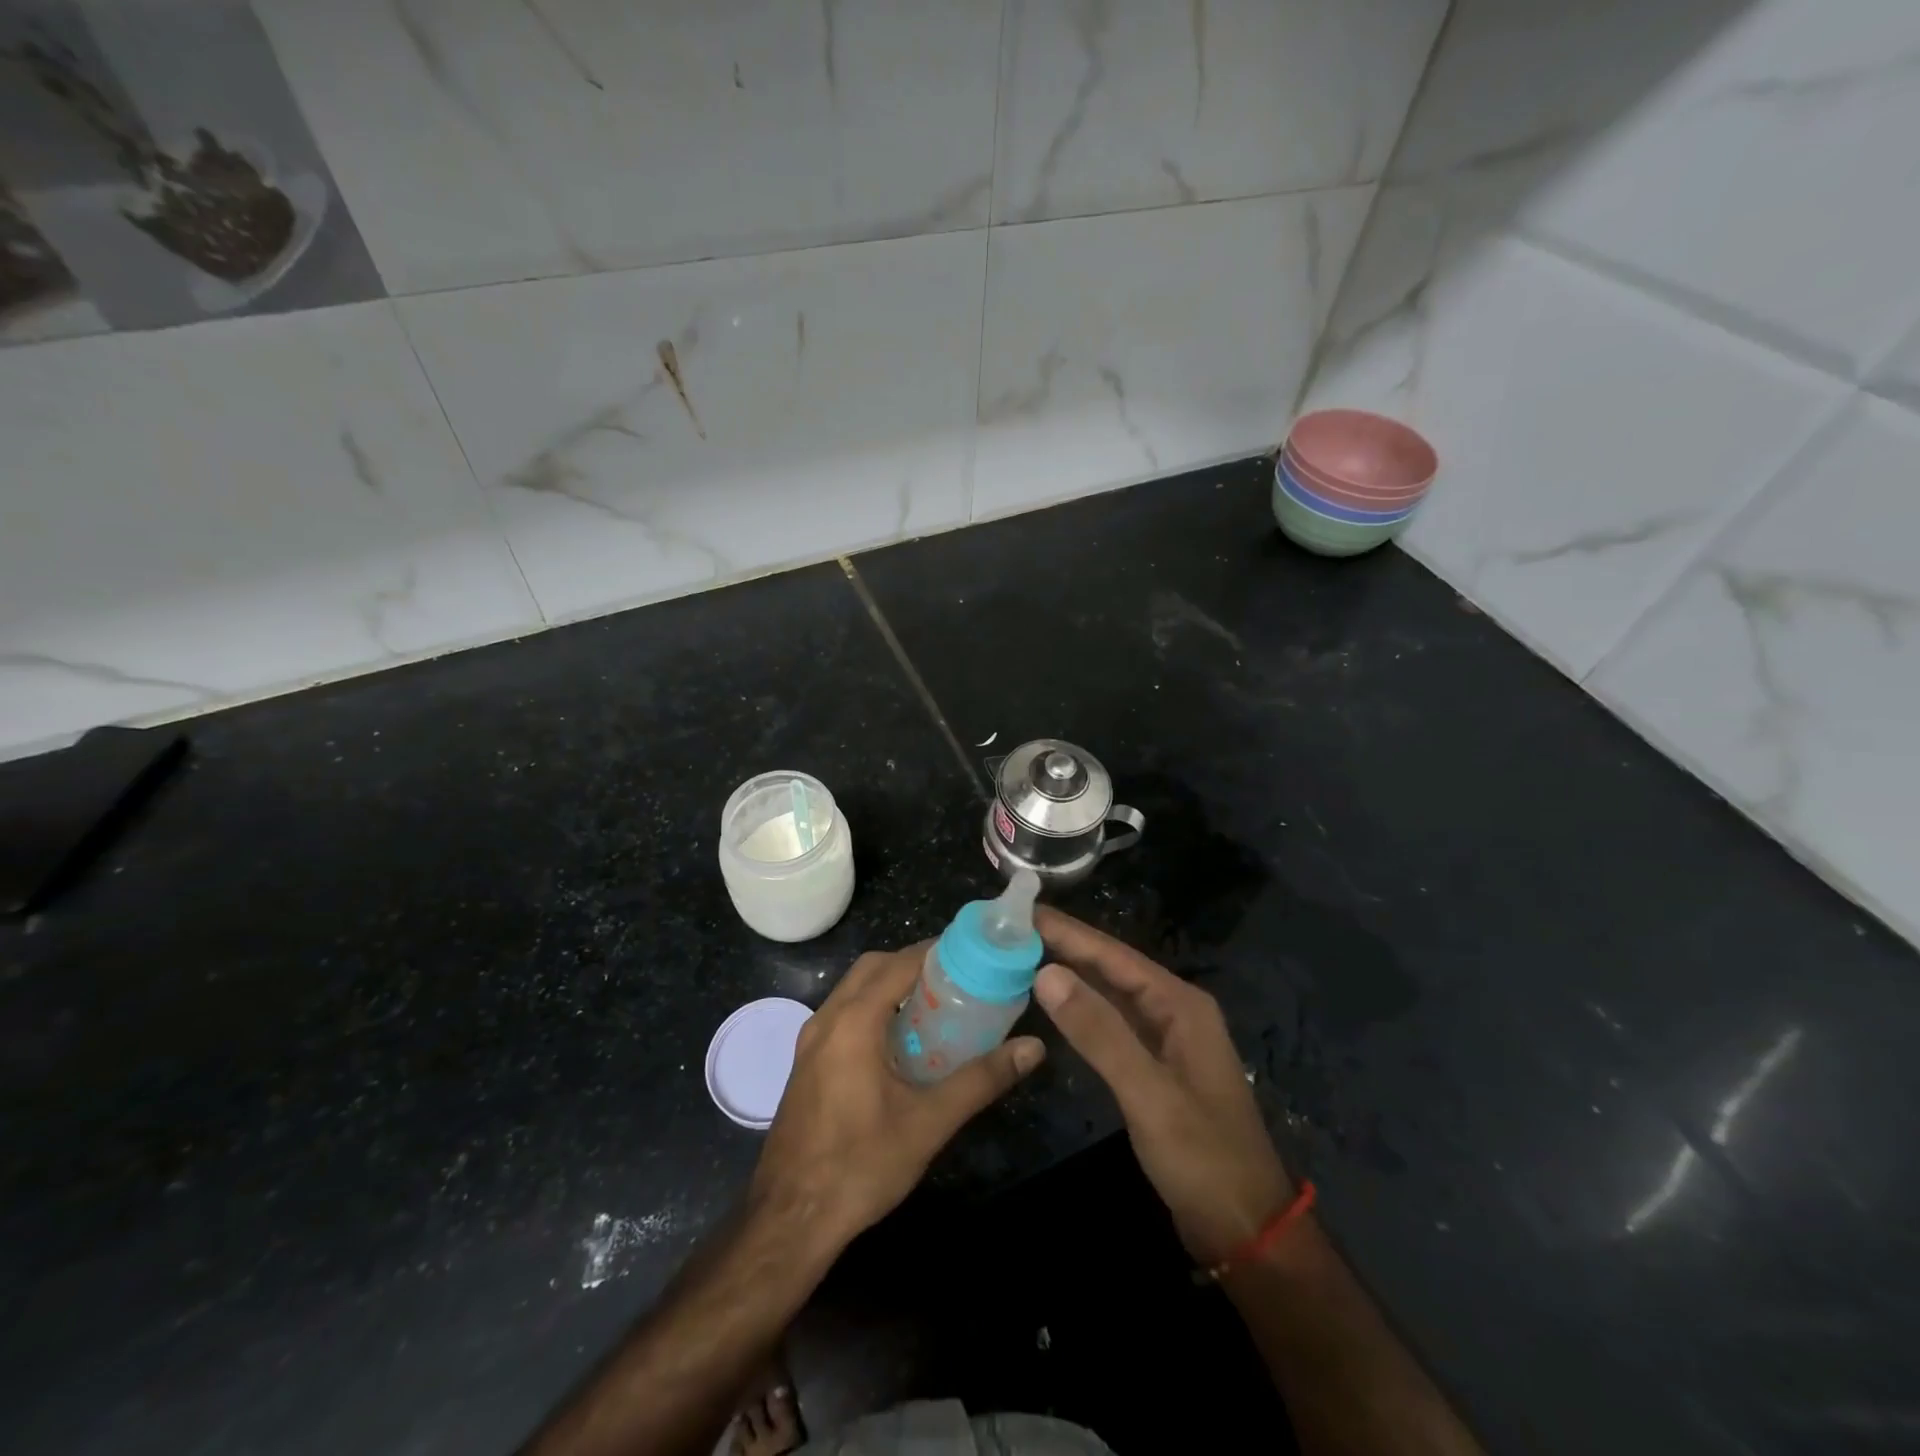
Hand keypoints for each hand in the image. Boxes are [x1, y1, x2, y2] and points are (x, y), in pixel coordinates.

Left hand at [749, 944, 1044, 1249]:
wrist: (789, 1219)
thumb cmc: (860, 1165)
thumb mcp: (929, 1123)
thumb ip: (981, 1079)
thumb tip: (1032, 1048)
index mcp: (853, 1022)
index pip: (898, 963)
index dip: (935, 951)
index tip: (973, 952)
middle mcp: (826, 1020)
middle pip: (873, 967)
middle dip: (913, 962)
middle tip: (957, 977)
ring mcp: (809, 1041)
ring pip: (854, 989)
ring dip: (891, 984)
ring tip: (935, 1003)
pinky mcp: (805, 1063)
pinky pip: (843, 1013)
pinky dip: (873, 1007)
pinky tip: (900, 1041)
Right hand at [1033, 907, 1293, 1265]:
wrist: (1246, 1230)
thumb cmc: (1202, 1157)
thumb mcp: (1148, 1093)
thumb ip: (1099, 1032)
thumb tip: (1046, 972)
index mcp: (1180, 1005)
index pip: (1114, 955)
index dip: (1069, 932)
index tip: (1024, 912)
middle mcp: (1175, 1012)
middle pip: (1112, 968)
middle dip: (1066, 947)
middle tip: (1013, 929)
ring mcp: (1166, 1040)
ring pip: (1111, 995)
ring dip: (1072, 975)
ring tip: (1024, 955)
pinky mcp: (1155, 1068)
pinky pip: (1113, 1024)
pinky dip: (1083, 1010)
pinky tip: (1056, 1005)